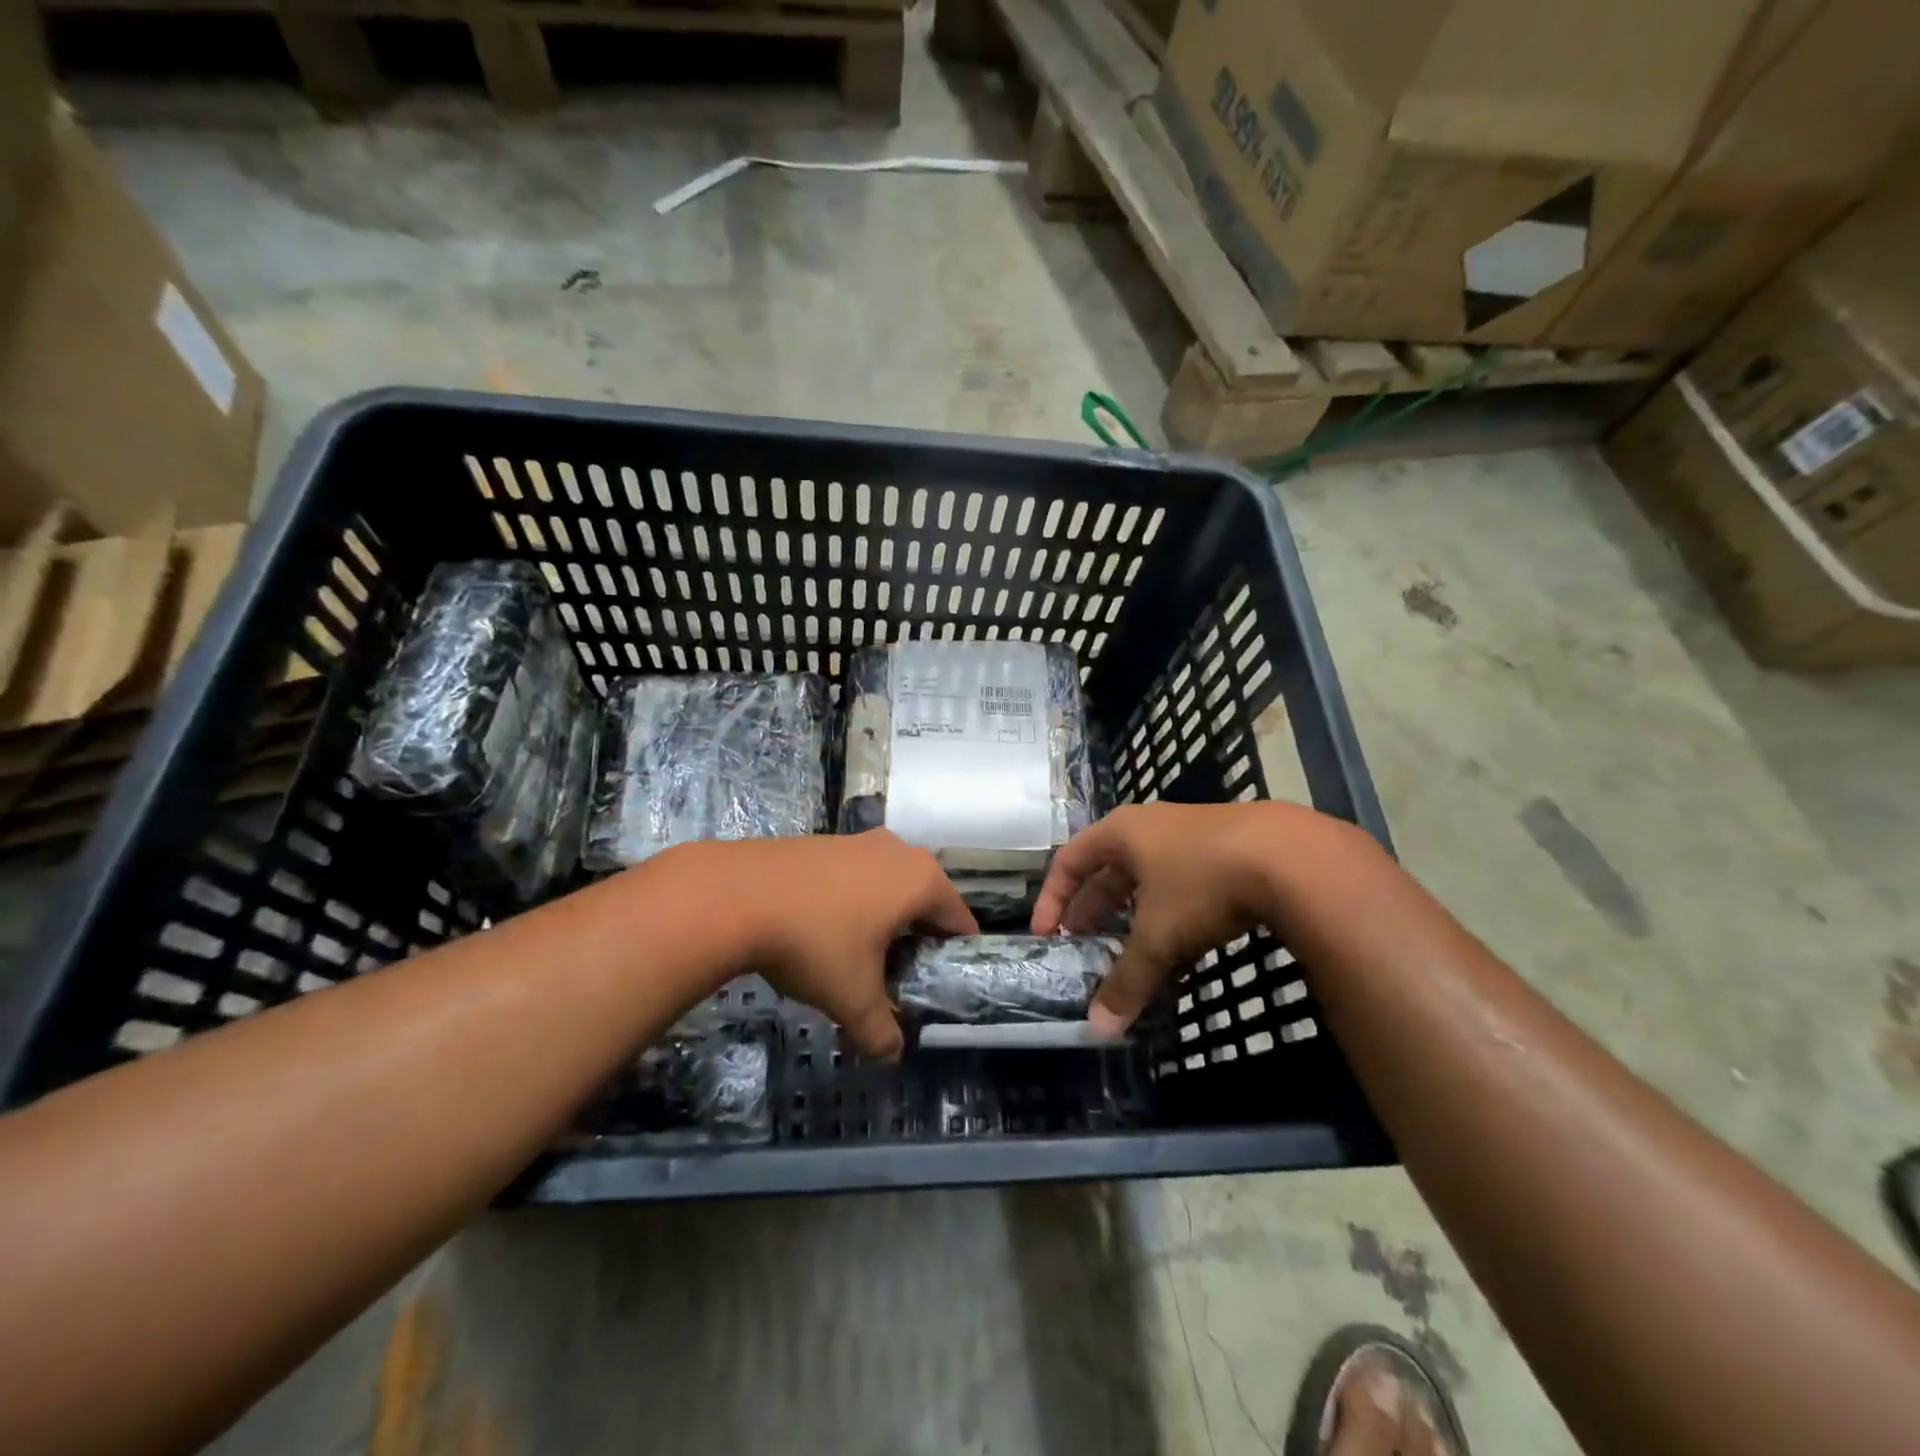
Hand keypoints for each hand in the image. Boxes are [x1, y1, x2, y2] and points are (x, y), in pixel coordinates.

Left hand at [671, 831, 976, 1057]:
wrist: (736, 895)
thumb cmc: (814, 942)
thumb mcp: (852, 998)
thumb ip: (880, 1031)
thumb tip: (892, 1055)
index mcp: (921, 881)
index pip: (959, 921)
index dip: (954, 957)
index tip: (938, 985)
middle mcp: (898, 852)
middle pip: (924, 901)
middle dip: (916, 939)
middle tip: (898, 977)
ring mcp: (858, 841)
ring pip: (888, 886)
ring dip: (882, 919)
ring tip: (858, 958)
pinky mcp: (824, 841)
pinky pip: (855, 876)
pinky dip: (852, 902)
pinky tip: (822, 931)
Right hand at [1031, 801, 1370, 1036]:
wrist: (1292, 857)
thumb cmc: (1202, 884)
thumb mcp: (1158, 936)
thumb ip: (1126, 981)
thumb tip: (1099, 1029)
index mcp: (1121, 833)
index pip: (1069, 861)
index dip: (1053, 898)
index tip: (1048, 935)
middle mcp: (1150, 827)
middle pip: (1107, 871)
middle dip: (1094, 913)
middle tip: (1085, 950)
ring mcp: (1191, 836)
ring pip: (1149, 882)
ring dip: (1135, 920)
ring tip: (1132, 957)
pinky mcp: (1228, 852)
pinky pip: (1184, 887)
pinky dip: (1173, 919)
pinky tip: (1184, 952)